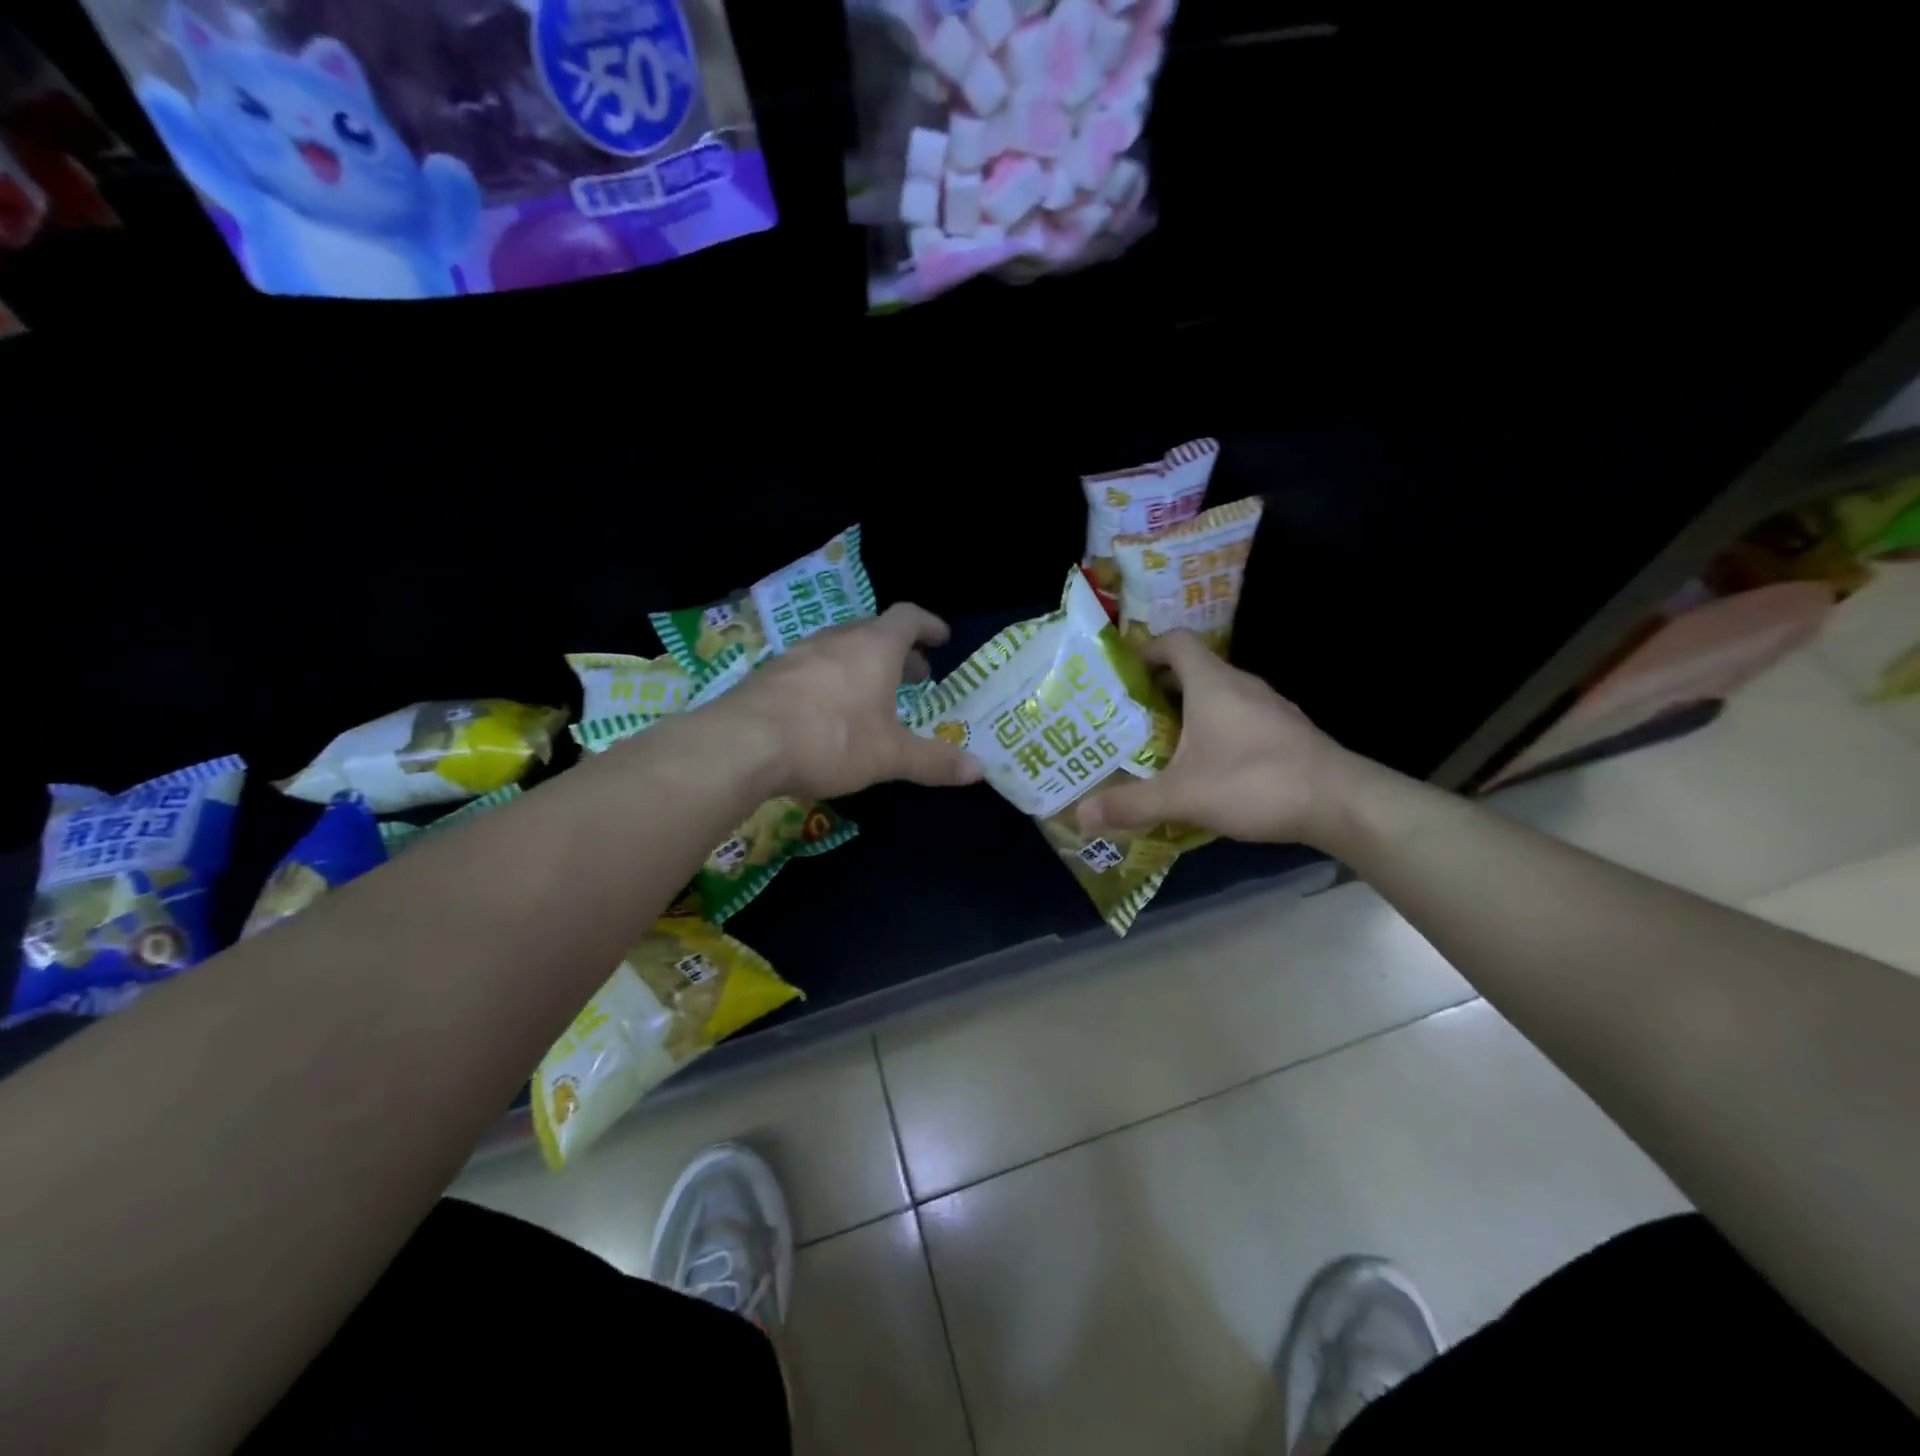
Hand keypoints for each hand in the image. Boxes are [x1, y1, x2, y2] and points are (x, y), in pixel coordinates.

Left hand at [718, 604, 983, 800]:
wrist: (743, 744)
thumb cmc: (831, 739)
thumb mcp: (890, 756)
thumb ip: (934, 761)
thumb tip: (979, 770)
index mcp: (874, 647)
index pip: (908, 617)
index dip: (928, 625)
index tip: (942, 639)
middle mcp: (837, 640)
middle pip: (874, 632)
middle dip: (899, 651)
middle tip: (914, 676)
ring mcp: (799, 654)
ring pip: (840, 649)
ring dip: (863, 665)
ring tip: (873, 695)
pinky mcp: (770, 674)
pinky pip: (812, 667)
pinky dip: (832, 679)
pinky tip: (828, 712)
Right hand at [1076, 630, 1356, 846]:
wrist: (1342, 803)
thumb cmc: (1255, 782)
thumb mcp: (1183, 796)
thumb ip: (1131, 803)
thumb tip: (1079, 815)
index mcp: (1212, 683)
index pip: (1175, 642)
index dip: (1146, 649)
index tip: (1121, 674)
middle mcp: (1241, 685)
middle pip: (1193, 669)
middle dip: (1158, 688)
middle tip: (1128, 717)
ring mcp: (1269, 707)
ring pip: (1218, 696)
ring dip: (1188, 711)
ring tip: (1160, 743)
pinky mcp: (1285, 731)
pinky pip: (1239, 718)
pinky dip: (1215, 730)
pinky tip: (1206, 767)